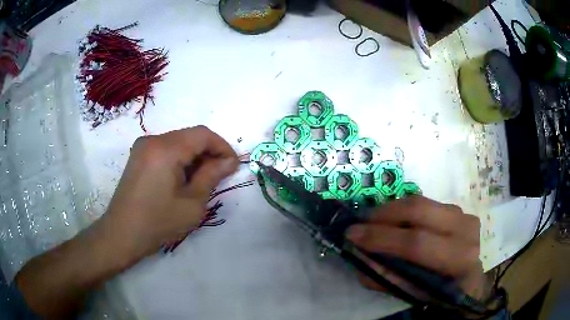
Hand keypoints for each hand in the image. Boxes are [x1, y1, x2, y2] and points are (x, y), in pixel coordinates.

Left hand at [101, 126, 238, 261]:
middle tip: (220, 175)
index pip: (203, 134)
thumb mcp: (192, 203)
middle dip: (209, 152)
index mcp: (166, 149)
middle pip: (190, 136)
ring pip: (178, 142)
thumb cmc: (158, 222)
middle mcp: (153, 140)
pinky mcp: (138, 156)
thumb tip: (229, 162)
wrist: (122, 234)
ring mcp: (143, 147)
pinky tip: (183, 179)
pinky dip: (180, 159)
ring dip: (194, 157)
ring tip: (202, 179)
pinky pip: (166, 149)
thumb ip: (212, 176)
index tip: (232, 166)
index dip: (222, 147)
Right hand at [346, 196, 489, 299]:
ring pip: (421, 202)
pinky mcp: (459, 209)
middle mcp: (465, 230)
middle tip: (361, 222)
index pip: (417, 243)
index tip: (351, 234)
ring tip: (374, 221)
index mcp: (458, 259)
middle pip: (419, 211)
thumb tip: (357, 255)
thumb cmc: (441, 293)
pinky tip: (394, 220)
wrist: (468, 281)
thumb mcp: (413, 294)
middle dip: (383, 214)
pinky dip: (405, 209)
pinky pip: (426, 203)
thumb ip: (385, 277)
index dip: (381, 238)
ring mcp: (464, 214)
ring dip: (392, 209)